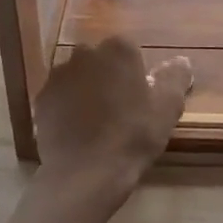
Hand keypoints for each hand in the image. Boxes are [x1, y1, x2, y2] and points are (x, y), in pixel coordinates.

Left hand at [33, 37, 191, 205]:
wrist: (85, 173)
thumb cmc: (133, 136)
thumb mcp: (167, 108)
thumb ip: (175, 78)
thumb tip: (180, 61)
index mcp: (119, 49)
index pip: (130, 51)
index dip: (136, 74)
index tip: (140, 99)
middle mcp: (85, 52)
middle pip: (102, 60)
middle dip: (109, 78)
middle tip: (120, 110)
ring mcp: (59, 75)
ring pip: (79, 77)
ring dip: (87, 90)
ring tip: (97, 124)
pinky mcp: (42, 98)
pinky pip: (60, 97)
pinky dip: (67, 107)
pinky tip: (77, 131)